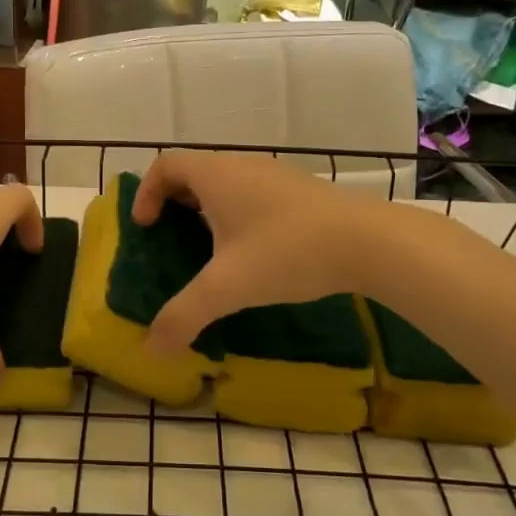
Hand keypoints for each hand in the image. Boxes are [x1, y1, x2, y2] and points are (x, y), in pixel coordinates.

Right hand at [131, 152, 387, 350]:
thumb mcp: (227, 287)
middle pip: (194, 171)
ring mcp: (276, 175)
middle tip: (171, 239)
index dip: (146, 192)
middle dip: (174, 203)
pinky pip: (254, 193)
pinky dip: (239, 214)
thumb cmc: (287, 252)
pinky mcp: (301, 191)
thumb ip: (184, 316)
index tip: (147, 227)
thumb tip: (151, 350)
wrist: (369, 241)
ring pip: (227, 183)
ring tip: (210, 250)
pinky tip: (255, 252)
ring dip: (209, 209)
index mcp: (216, 175)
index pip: (166, 164)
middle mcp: (242, 165)